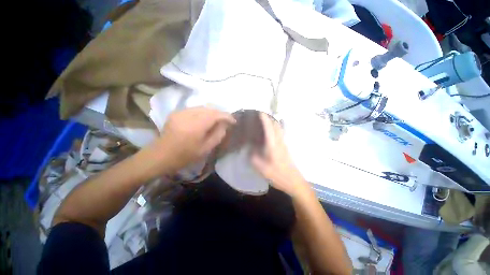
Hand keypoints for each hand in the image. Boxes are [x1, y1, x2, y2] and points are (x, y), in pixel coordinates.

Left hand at [152, 107, 235, 172]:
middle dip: (220, 113)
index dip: (226, 116)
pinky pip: (194, 109)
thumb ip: (218, 135)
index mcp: (195, 126)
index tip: (233, 120)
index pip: (215, 115)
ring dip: (212, 112)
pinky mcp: (176, 112)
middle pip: (209, 109)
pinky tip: (205, 119)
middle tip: (226, 120)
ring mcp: (180, 112)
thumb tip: (225, 124)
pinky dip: (203, 112)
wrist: (161, 155)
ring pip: (202, 107)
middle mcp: (188, 115)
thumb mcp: (206, 149)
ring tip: (217, 119)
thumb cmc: (185, 156)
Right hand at [252, 113, 308, 196]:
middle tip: (260, 115)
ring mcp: (283, 144)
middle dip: (269, 118)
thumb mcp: (261, 168)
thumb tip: (249, 148)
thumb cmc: (277, 174)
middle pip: (276, 125)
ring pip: (279, 129)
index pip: (269, 128)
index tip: (260, 112)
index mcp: (273, 145)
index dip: (265, 119)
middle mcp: (279, 142)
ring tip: (264, 121)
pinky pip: (279, 134)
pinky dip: (274, 129)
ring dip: (273, 122)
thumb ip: (253, 156)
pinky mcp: (285, 148)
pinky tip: (269, 132)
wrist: (293, 181)